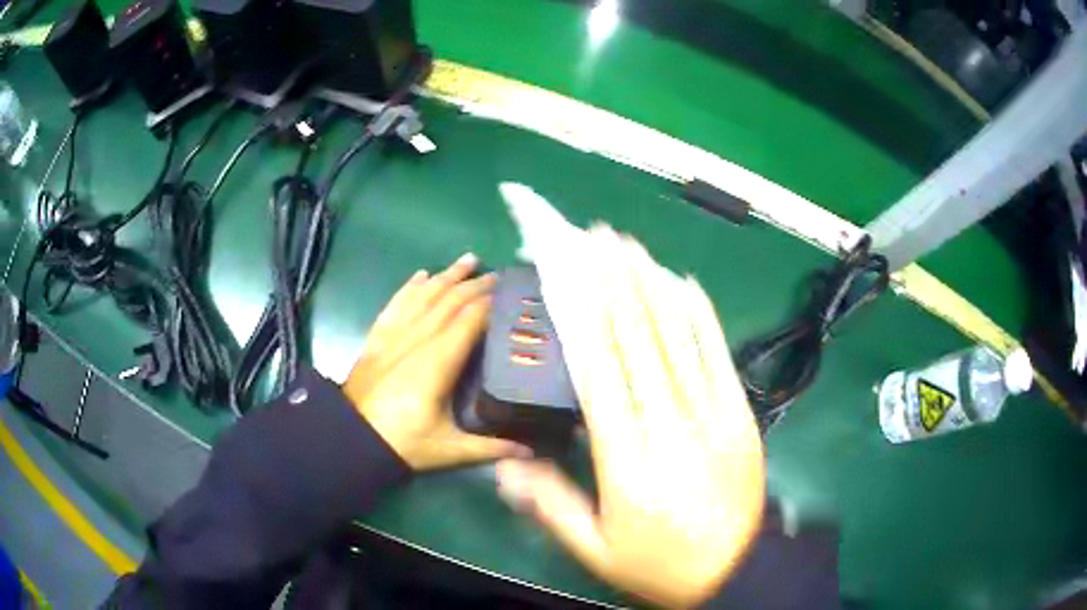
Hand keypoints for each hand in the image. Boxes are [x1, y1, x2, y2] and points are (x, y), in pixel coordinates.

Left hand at [343, 254, 530, 470]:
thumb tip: (530, 453)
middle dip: (475, 285)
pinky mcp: (377, 338)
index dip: (490, 302)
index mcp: (438, 362)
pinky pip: (396, 303)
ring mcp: (394, 336)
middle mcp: (417, 340)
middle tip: (499, 274)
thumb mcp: (449, 450)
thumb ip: (491, 448)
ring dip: (447, 276)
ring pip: (424, 296)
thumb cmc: (402, 443)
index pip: (469, 320)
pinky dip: (410, 287)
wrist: (349, 438)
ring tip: (468, 260)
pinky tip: (421, 274)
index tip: (510, 290)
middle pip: (450, 302)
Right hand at [495, 230, 765, 607]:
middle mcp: (670, 422)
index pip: (598, 367)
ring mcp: (713, 412)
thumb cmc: (661, 563)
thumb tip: (503, 467)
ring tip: (628, 244)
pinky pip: (718, 353)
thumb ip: (550, 505)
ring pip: (676, 335)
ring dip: (650, 282)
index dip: (581, 310)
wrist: (736, 570)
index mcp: (628, 457)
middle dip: (612, 278)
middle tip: (594, 235)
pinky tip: (683, 281)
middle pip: (637, 337)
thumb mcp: (596, 550)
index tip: (567, 269)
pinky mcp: (741, 412)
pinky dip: (699, 313)